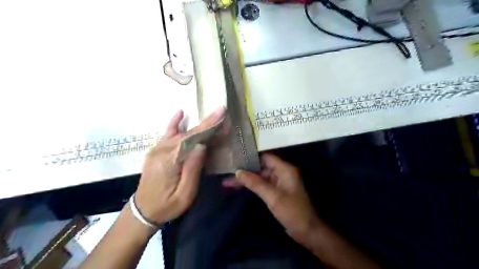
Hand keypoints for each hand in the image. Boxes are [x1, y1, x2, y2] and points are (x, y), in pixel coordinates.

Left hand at [133, 108, 225, 225]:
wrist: (143, 211)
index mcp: (170, 161)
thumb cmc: (167, 205)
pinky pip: (166, 134)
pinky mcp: (156, 151)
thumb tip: (202, 145)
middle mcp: (162, 151)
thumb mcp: (185, 194)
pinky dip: (174, 123)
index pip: (192, 138)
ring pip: (180, 133)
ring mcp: (157, 150)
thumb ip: (193, 169)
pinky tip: (180, 113)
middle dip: (206, 123)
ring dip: (197, 125)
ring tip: (212, 117)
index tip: (220, 113)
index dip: (207, 125)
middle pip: (188, 133)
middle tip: (221, 114)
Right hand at [224, 154, 320, 243]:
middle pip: (261, 167)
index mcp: (285, 169)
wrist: (307, 231)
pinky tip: (239, 187)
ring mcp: (279, 182)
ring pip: (260, 177)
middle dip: (245, 171)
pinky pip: (262, 185)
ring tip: (227, 182)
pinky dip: (251, 186)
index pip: (265, 157)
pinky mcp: (277, 191)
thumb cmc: (292, 212)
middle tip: (227, 172)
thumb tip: (238, 172)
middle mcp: (282, 172)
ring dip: (246, 180)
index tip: (235, 158)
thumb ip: (255, 183)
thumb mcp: (273, 197)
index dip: (251, 157)